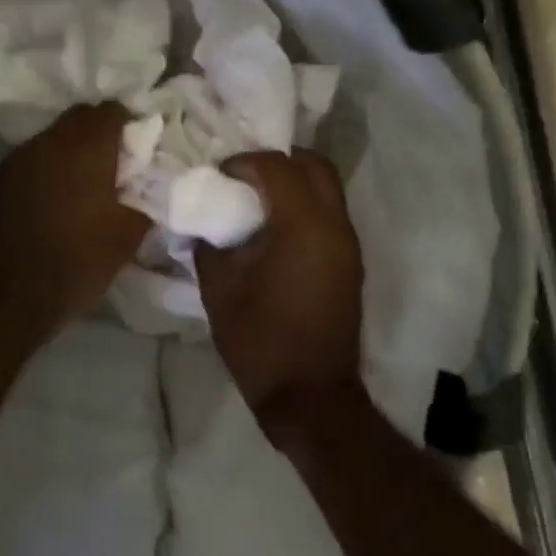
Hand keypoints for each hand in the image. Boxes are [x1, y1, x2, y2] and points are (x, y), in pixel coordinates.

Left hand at [0, 103, 151, 336]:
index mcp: (86, 146)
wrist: (12, 294)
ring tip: (83, 183)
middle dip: (99, 133)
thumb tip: (147, 183)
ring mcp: (19, 157)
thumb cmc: (80, 260)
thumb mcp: (130, 233)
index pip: (111, 110)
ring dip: (71, 150)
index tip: (138, 150)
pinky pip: (33, 159)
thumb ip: (145, 196)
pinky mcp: (0, 179)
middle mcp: (50, 140)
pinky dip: (48, 168)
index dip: (128, 125)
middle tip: (114, 165)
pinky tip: (55, 198)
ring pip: (54, 137)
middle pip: (80, 118)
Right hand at [194, 150, 364, 445]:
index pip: (277, 167)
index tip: (220, 175)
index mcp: (302, 225)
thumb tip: (205, 222)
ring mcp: (348, 244)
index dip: (244, 162)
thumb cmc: (260, 340)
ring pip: (328, 188)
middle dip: (279, 160)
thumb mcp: (219, 288)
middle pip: (315, 165)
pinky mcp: (351, 263)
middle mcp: (334, 225)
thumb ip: (209, 244)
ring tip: (258, 200)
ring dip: (295, 182)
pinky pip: (330, 214)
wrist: (310, 395)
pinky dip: (306, 205)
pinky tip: (275, 228)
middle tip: (245, 175)